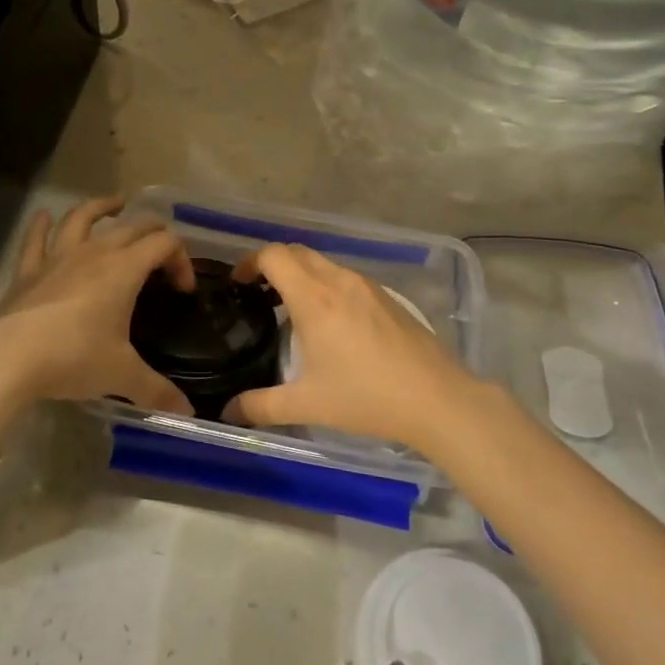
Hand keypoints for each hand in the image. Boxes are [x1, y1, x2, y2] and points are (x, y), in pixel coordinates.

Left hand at [0, 196, 195, 414]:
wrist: (8, 360)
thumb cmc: (73, 359)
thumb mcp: (121, 375)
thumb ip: (157, 390)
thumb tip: (187, 412)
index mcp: (124, 269)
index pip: (164, 243)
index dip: (181, 258)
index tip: (182, 290)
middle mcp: (94, 253)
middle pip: (132, 226)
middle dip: (154, 231)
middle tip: (162, 248)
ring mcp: (57, 258)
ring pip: (82, 218)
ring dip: (101, 207)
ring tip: (115, 205)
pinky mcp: (27, 271)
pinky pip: (36, 239)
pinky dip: (42, 225)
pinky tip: (44, 217)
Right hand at [225, 244, 481, 452]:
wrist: (436, 398)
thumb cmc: (365, 397)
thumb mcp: (307, 405)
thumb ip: (260, 406)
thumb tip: (228, 412)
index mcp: (314, 298)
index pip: (274, 256)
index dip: (250, 262)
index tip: (238, 283)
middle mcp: (339, 281)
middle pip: (297, 252)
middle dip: (273, 265)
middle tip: (259, 294)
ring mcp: (367, 286)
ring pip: (324, 263)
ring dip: (301, 274)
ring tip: (291, 309)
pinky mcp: (387, 297)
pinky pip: (346, 278)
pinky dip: (326, 285)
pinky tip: (331, 322)